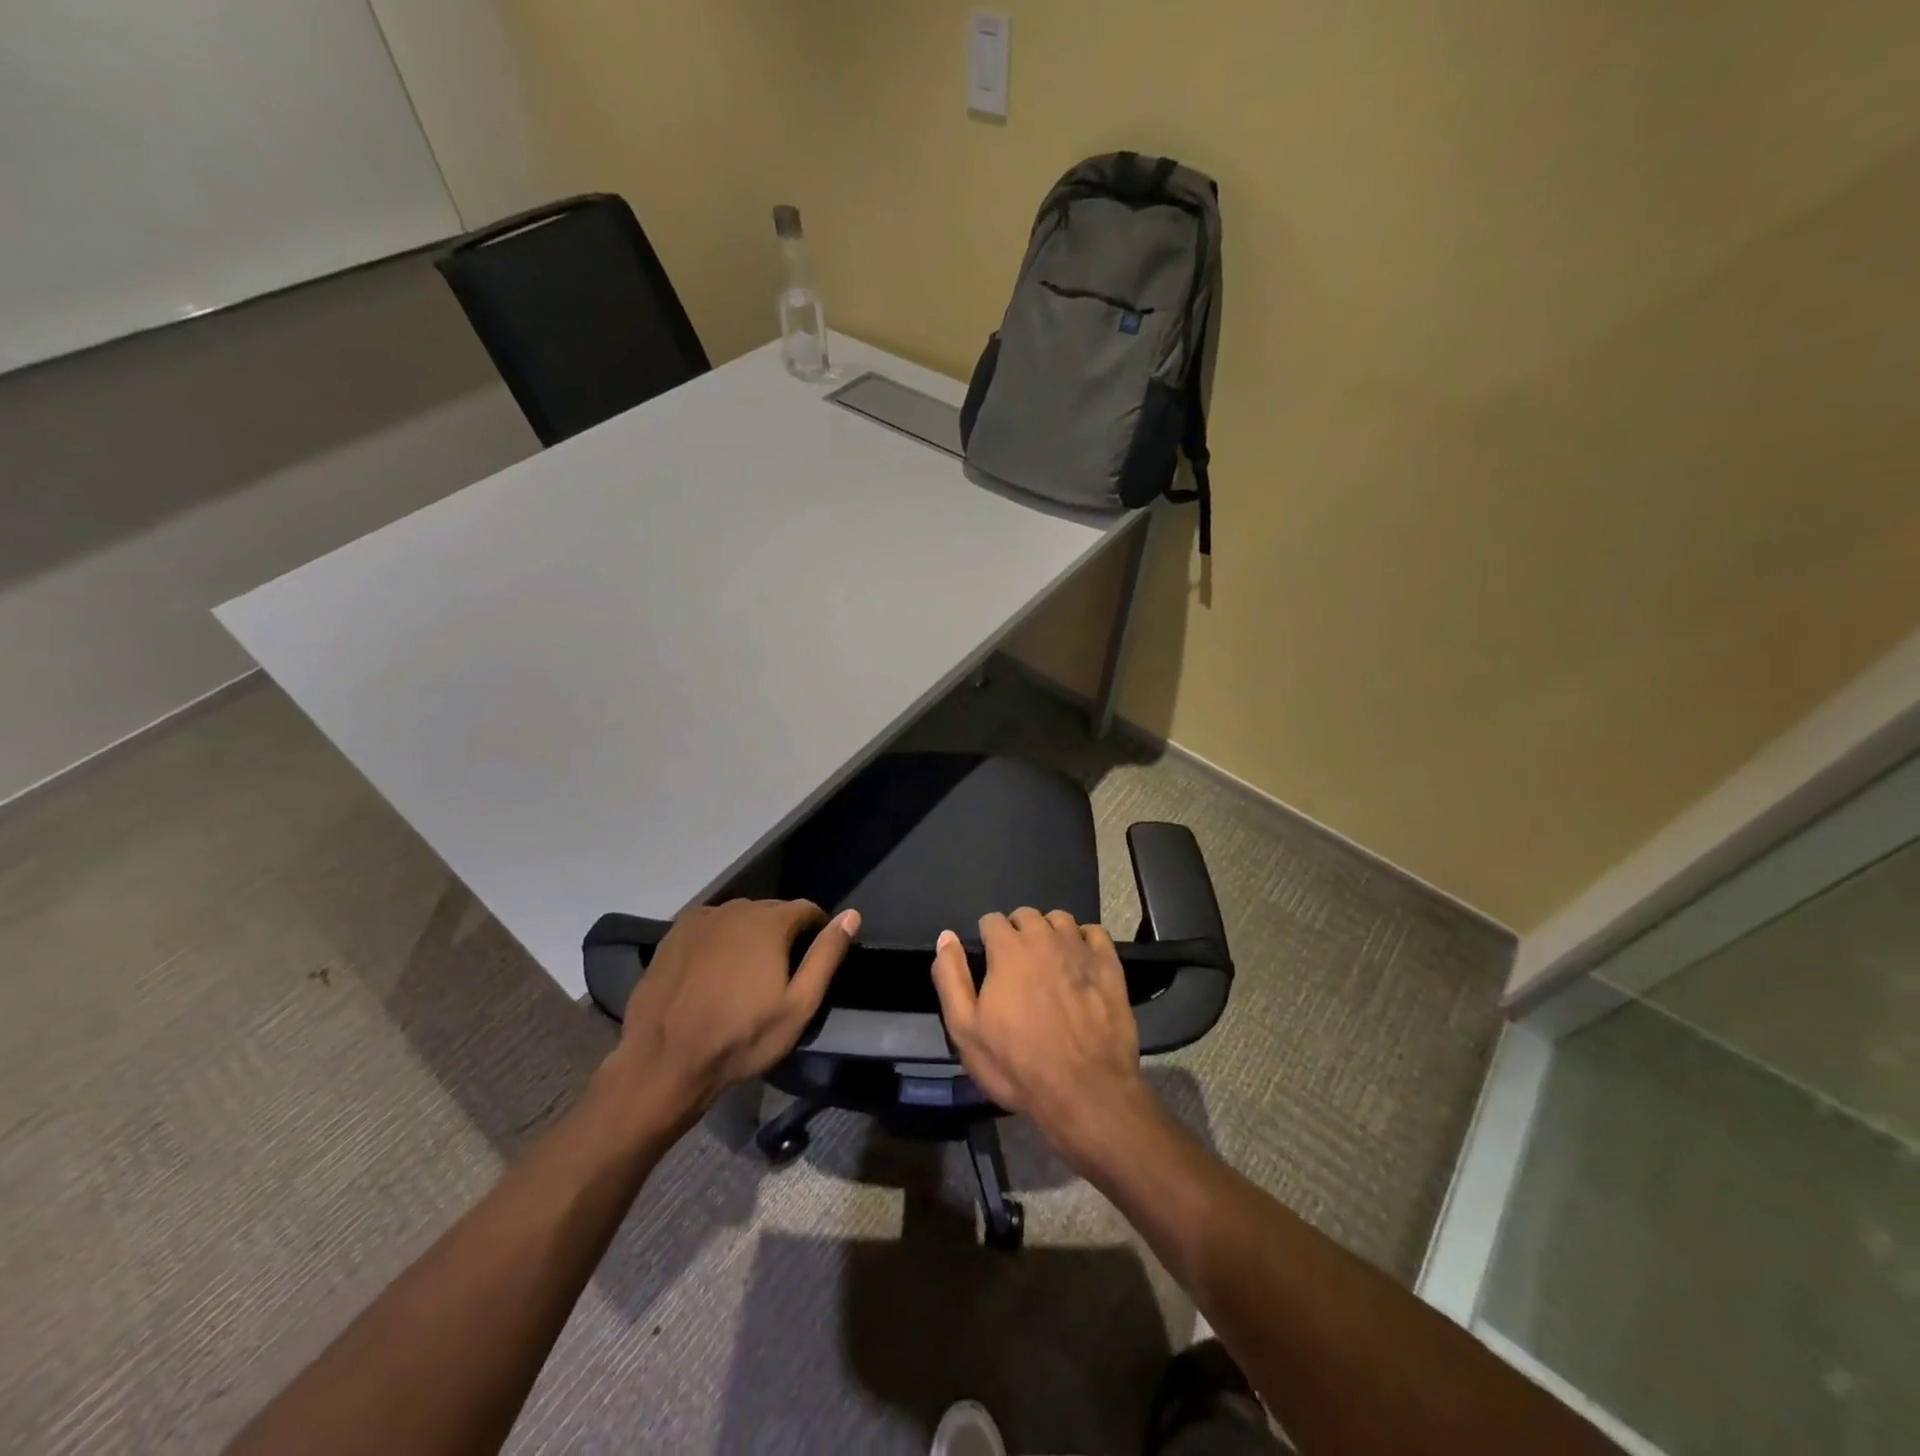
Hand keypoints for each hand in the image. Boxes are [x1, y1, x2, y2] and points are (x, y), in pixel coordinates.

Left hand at [607, 899, 857, 1126]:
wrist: (664, 1061)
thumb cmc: (741, 1037)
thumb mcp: (798, 1005)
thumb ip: (826, 956)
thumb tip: (851, 915)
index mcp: (769, 922)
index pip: (806, 909)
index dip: (816, 931)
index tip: (813, 959)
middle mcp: (735, 908)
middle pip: (771, 911)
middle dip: (782, 934)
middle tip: (779, 973)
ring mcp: (701, 919)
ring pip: (739, 919)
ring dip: (749, 936)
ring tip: (745, 975)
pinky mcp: (673, 934)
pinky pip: (710, 928)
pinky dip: (719, 941)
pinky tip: (712, 973)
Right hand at [930, 908, 1151, 1159]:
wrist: (1085, 1090)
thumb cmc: (1017, 1063)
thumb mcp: (965, 1029)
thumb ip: (951, 977)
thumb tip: (946, 937)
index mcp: (1008, 949)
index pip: (992, 920)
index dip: (987, 938)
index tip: (989, 961)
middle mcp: (1044, 938)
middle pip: (1026, 915)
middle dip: (1017, 931)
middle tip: (1016, 964)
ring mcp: (1080, 949)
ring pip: (1061, 920)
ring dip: (1050, 932)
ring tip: (1048, 959)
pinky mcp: (1109, 965)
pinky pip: (1095, 933)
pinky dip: (1084, 940)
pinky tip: (1080, 961)